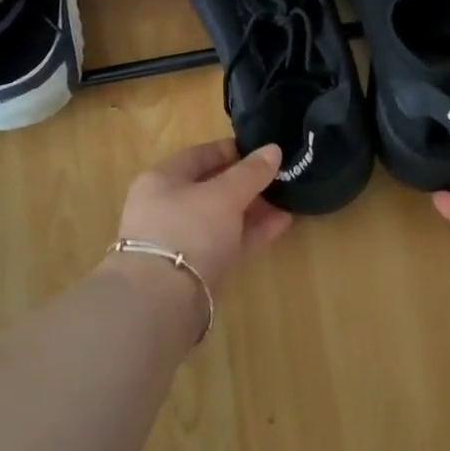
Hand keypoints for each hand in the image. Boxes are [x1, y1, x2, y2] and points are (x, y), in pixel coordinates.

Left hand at [115, 140, 291, 290]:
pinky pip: (227, 241)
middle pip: (211, 187)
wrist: (162, 301)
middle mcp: (167, 207)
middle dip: (246, 182)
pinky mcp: (196, 268)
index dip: (230, 149)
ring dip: (253, 209)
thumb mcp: (224, 195)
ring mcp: (180, 240)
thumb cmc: (188, 230)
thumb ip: (250, 172)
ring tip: (288, 199)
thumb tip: (273, 149)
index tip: (261, 149)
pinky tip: (282, 224)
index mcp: (162, 180)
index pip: (199, 155)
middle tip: (279, 176)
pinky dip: (252, 232)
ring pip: (222, 217)